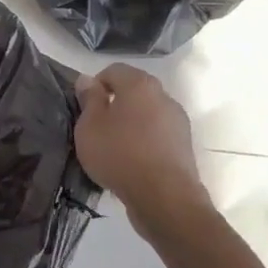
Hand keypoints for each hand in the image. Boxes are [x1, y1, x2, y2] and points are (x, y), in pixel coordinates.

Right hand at [74, 66, 212, 225]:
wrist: (164, 197)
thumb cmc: (119, 154)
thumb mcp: (89, 126)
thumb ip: (89, 99)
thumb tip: (88, 80)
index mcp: (140, 85)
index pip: (114, 70)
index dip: (95, 84)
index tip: (83, 107)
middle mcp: (163, 96)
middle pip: (133, 91)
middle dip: (114, 103)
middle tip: (96, 127)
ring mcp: (178, 121)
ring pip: (147, 113)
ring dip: (130, 123)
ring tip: (113, 147)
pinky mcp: (184, 145)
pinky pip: (157, 134)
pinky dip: (144, 140)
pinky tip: (131, 161)